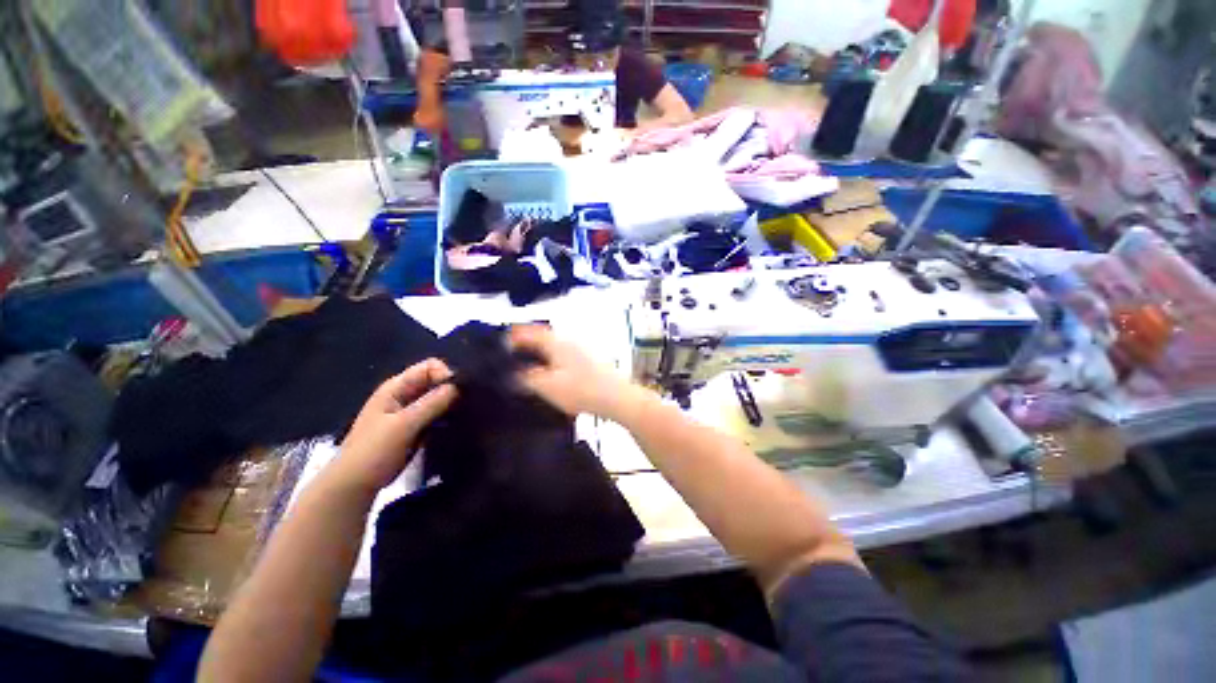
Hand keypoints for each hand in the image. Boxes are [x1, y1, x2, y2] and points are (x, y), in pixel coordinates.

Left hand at [324, 359, 457, 498]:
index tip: (459, 393)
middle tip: (467, 405)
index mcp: (396, 387)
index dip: (446, 375)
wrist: (354, 485)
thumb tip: (458, 386)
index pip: (429, 367)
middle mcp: (404, 394)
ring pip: (437, 399)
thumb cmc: (374, 451)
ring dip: (451, 404)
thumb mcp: (404, 425)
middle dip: (452, 390)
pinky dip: (447, 417)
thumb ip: (431, 403)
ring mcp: (409, 411)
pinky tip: (457, 425)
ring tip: (465, 415)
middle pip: (435, 381)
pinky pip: (436, 415)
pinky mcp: (415, 427)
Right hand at [509, 325, 649, 420]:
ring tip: (530, 362)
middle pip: (544, 336)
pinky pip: (565, 354)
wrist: (616, 397)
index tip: (504, 341)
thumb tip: (514, 373)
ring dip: (541, 349)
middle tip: (515, 350)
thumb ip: (527, 379)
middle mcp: (569, 341)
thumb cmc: (581, 390)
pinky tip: (553, 371)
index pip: (531, 332)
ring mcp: (582, 349)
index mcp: (556, 343)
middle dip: (529, 341)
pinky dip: (553, 358)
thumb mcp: (547, 386)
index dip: (516, 336)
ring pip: (555, 345)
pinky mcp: (590, 360)